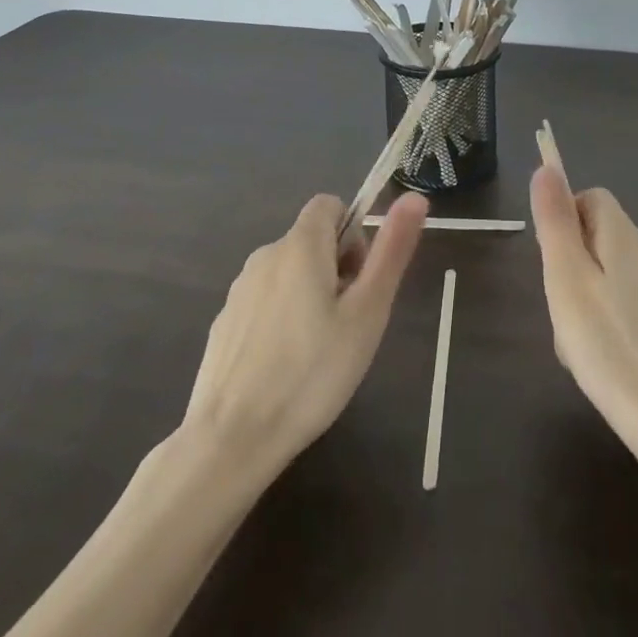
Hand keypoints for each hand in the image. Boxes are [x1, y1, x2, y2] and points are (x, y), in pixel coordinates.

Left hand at [182, 190, 426, 472]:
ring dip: (308, 295)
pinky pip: (264, 303)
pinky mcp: (224, 323)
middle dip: (335, 269)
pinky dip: (280, 320)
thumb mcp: (367, 313)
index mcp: (300, 244)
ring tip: (318, 352)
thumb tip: (414, 197)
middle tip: (347, 324)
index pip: (330, 205)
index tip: (359, 281)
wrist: (230, 439)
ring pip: (288, 273)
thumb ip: (391, 251)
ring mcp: (239, 290)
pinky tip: (284, 370)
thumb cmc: (312, 373)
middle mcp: (266, 254)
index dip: (353, 234)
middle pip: (311, 240)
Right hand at [530, 165, 637, 456]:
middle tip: (561, 309)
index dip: (564, 217)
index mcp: (623, 237)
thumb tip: (547, 167)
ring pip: (605, 276)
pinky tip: (600, 364)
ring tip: (577, 345)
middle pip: (596, 237)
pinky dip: (602, 326)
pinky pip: (621, 308)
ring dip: (581, 301)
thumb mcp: (567, 279)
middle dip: (568, 266)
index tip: (551, 260)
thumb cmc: (611, 347)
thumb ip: (555, 221)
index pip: (592, 197)